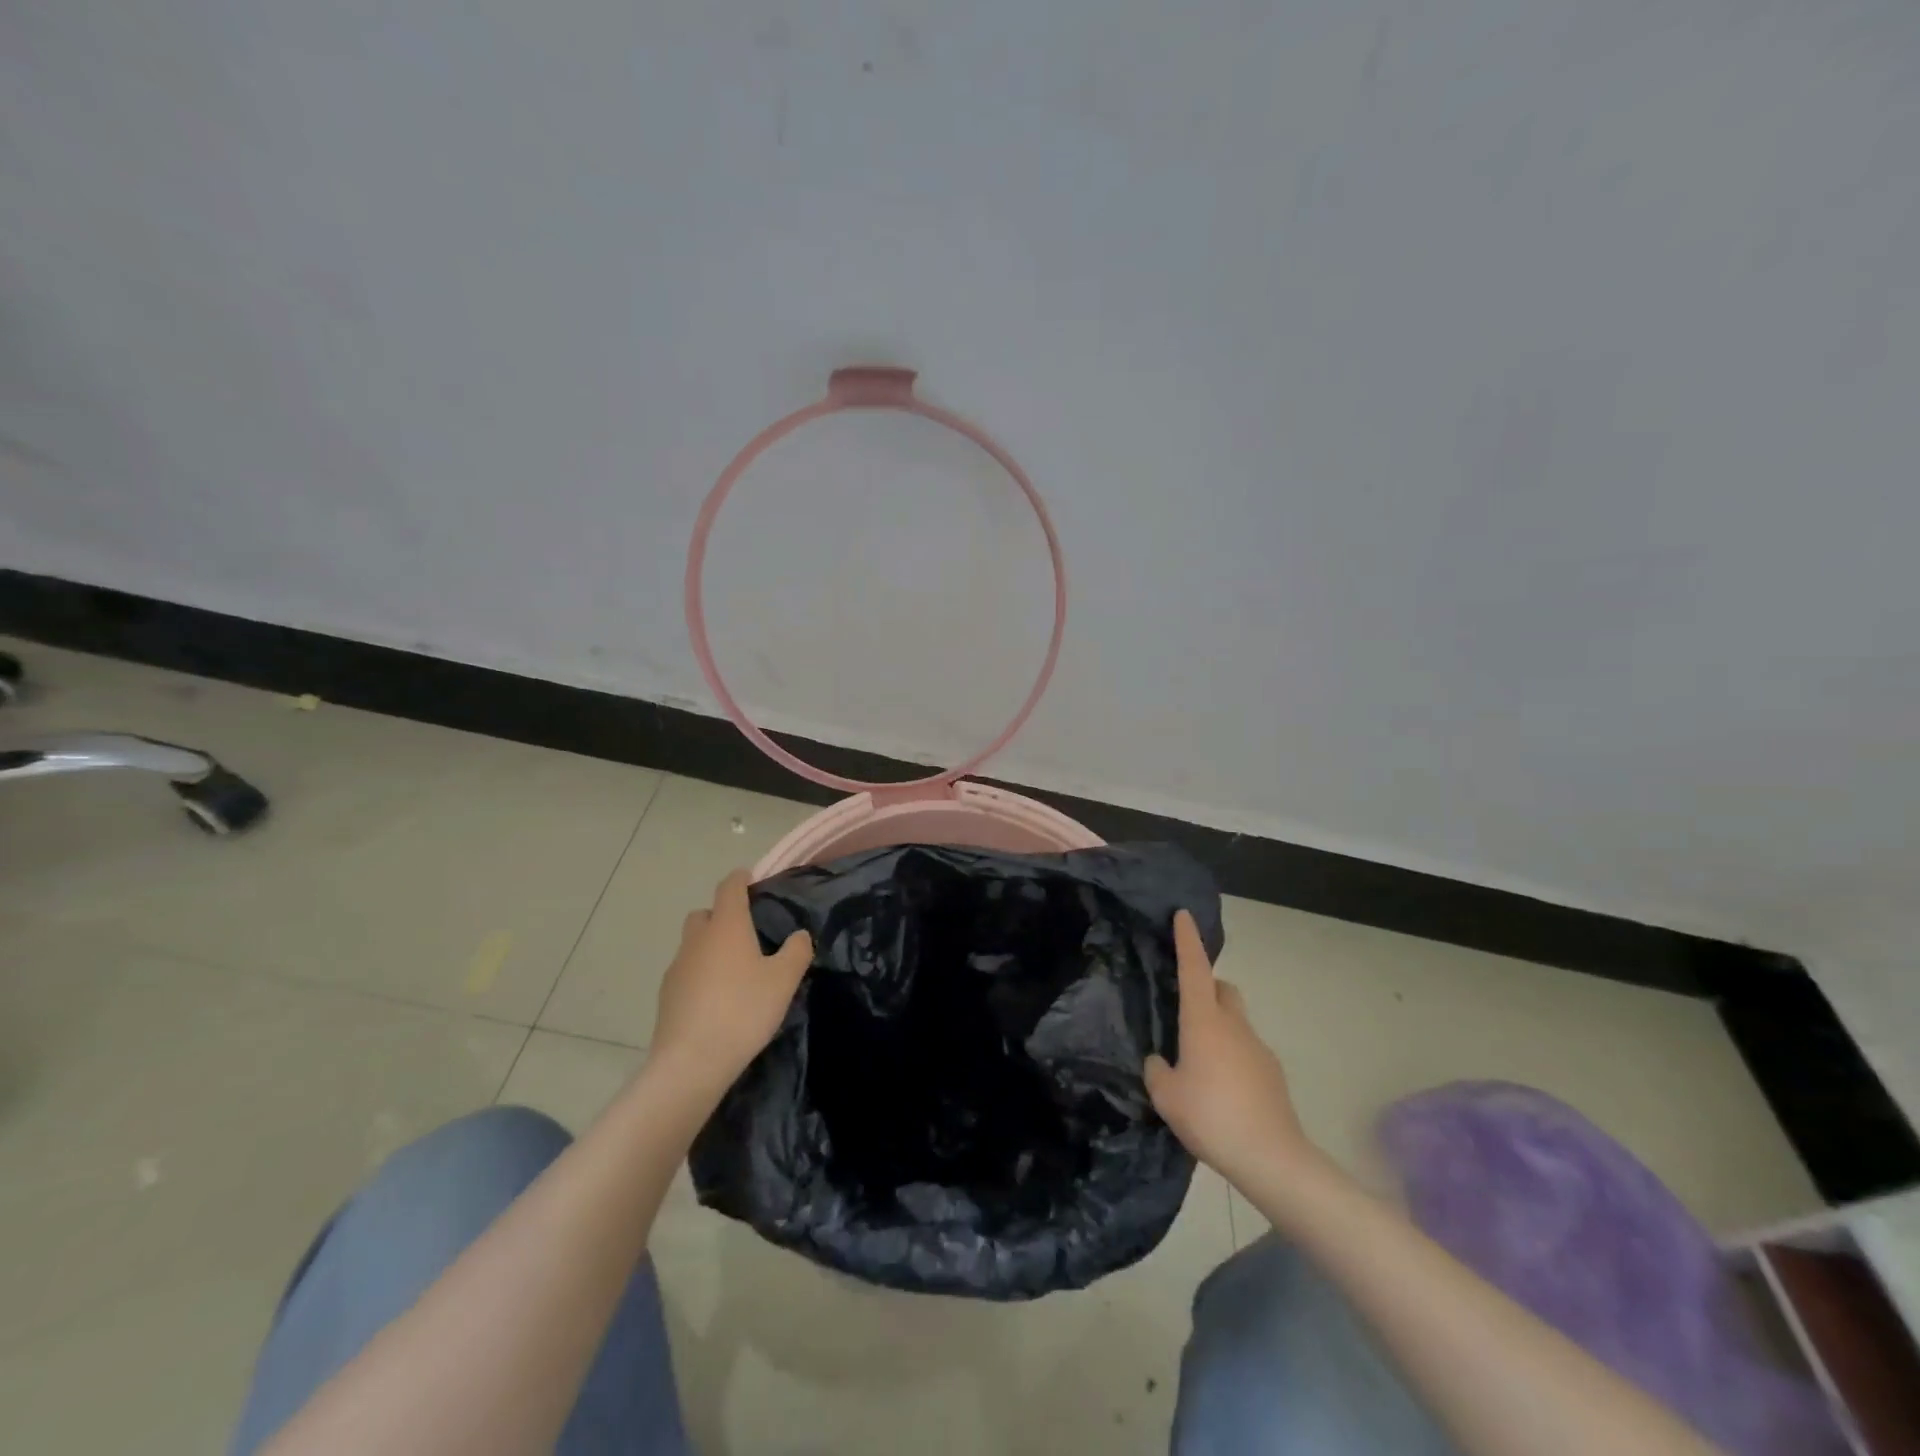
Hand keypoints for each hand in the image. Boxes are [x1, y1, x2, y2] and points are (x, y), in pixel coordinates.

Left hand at [650, 870, 812, 1099]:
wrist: (691, 1062)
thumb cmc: (743, 1010)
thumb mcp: (784, 980)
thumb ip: (796, 951)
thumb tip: (799, 935)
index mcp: (726, 926)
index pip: (729, 887)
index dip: (740, 879)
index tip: (751, 879)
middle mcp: (697, 939)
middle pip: (705, 914)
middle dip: (722, 916)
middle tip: (747, 934)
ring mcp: (677, 967)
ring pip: (694, 945)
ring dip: (711, 948)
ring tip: (735, 972)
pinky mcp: (666, 995)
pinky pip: (687, 972)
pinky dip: (700, 975)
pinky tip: (717, 999)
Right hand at [1145, 911, 1322, 1195]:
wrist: (1272, 1158)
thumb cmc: (1212, 1117)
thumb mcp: (1166, 1096)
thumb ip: (1157, 1070)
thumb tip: (1162, 1062)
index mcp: (1204, 1021)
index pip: (1194, 968)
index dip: (1187, 940)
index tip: (1183, 914)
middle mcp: (1233, 1025)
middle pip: (1222, 989)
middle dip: (1206, 987)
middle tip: (1184, 1009)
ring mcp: (1257, 1048)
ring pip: (1235, 1021)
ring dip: (1218, 1027)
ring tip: (1198, 1062)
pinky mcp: (1272, 1073)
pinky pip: (1246, 1051)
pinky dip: (1231, 1056)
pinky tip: (1220, 1090)